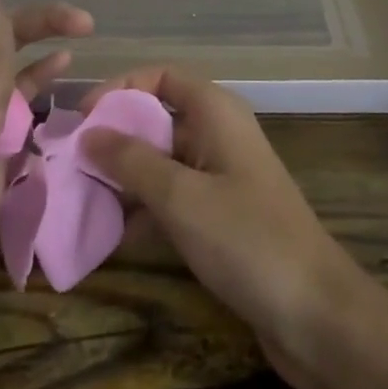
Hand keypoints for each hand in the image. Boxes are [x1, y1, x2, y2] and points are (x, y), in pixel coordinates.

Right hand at [80, 66, 362, 388]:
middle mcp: (220, 133)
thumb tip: (89, 132)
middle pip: (160, 117)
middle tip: (72, 163)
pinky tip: (113, 236)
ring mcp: (224, 175)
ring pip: (164, 160)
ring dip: (127, 177)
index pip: (162, 75)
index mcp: (216, 111)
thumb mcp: (181, 197)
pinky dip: (147, 208)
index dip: (121, 88)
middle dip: (117, 137)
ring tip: (81, 200)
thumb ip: (132, 161)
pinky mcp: (224, 215)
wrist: (315, 313)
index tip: (82, 117)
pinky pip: (176, 197)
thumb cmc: (246, 239)